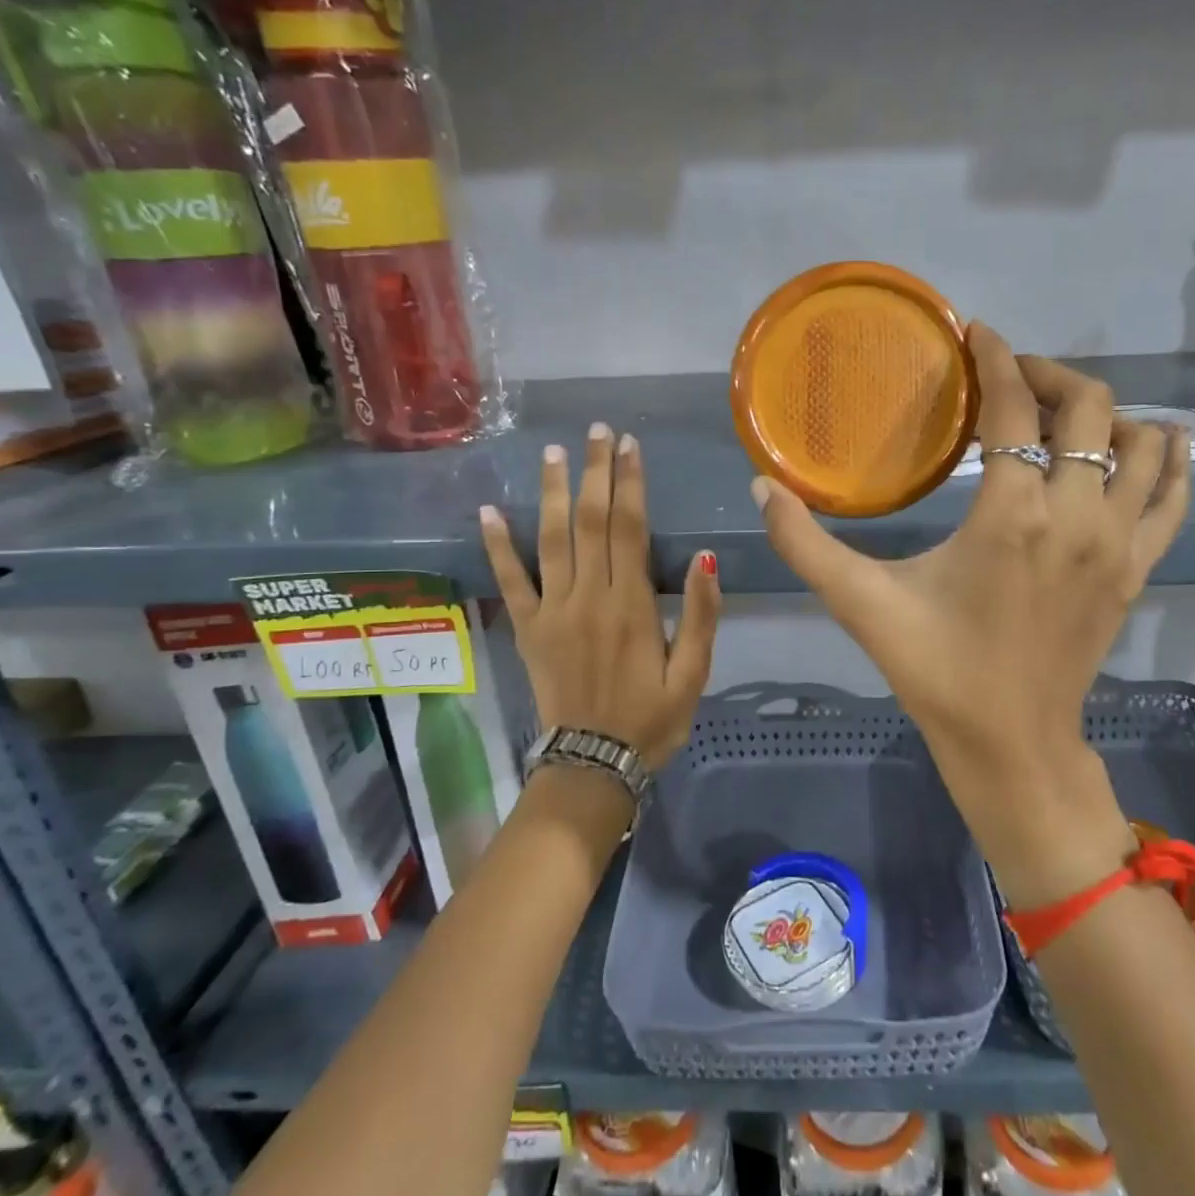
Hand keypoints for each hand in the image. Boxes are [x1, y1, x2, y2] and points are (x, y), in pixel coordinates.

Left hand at [481, 422, 721, 771]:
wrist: (593, 764)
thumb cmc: (651, 719)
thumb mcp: (694, 674)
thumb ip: (701, 616)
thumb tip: (705, 559)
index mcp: (631, 605)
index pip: (629, 528)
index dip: (630, 483)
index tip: (629, 445)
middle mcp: (588, 597)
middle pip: (590, 521)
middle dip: (595, 472)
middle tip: (597, 431)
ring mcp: (552, 611)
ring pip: (550, 539)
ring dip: (552, 492)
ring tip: (554, 452)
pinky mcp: (526, 629)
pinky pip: (508, 581)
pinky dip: (497, 545)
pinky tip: (489, 510)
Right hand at [752, 324, 1190, 904]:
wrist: (1012, 745)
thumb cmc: (936, 671)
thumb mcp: (862, 605)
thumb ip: (805, 545)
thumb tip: (759, 487)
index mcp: (1012, 514)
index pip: (1014, 407)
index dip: (997, 358)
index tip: (978, 334)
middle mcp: (1077, 515)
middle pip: (1089, 408)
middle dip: (1049, 375)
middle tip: (1011, 376)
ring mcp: (1118, 543)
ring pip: (1139, 443)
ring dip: (1104, 412)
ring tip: (1063, 411)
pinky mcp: (1138, 570)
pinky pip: (1172, 498)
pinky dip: (1170, 460)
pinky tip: (1160, 439)